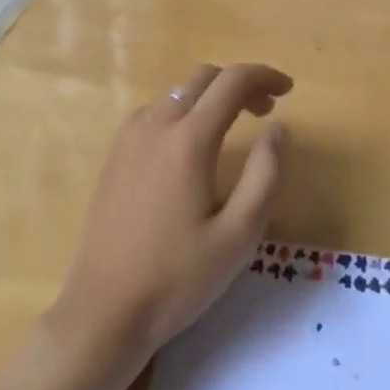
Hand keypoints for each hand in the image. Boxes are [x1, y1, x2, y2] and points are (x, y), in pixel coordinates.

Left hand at [47, 64, 291, 361]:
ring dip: (210, 96)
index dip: (265, 76)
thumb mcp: (239, 235)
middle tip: (265, 111)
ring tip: (232, 127)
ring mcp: (130, 138)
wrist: (102, 314)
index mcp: (189, 139)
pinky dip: (183, 111)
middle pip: (204, 78)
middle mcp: (157, 125)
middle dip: (239, 84)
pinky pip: (155, 111)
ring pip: (178, 92)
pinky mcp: (115, 155)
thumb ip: (265, 174)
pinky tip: (190, 145)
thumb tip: (279, 128)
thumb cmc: (177, 278)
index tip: (288, 89)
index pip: (233, 81)